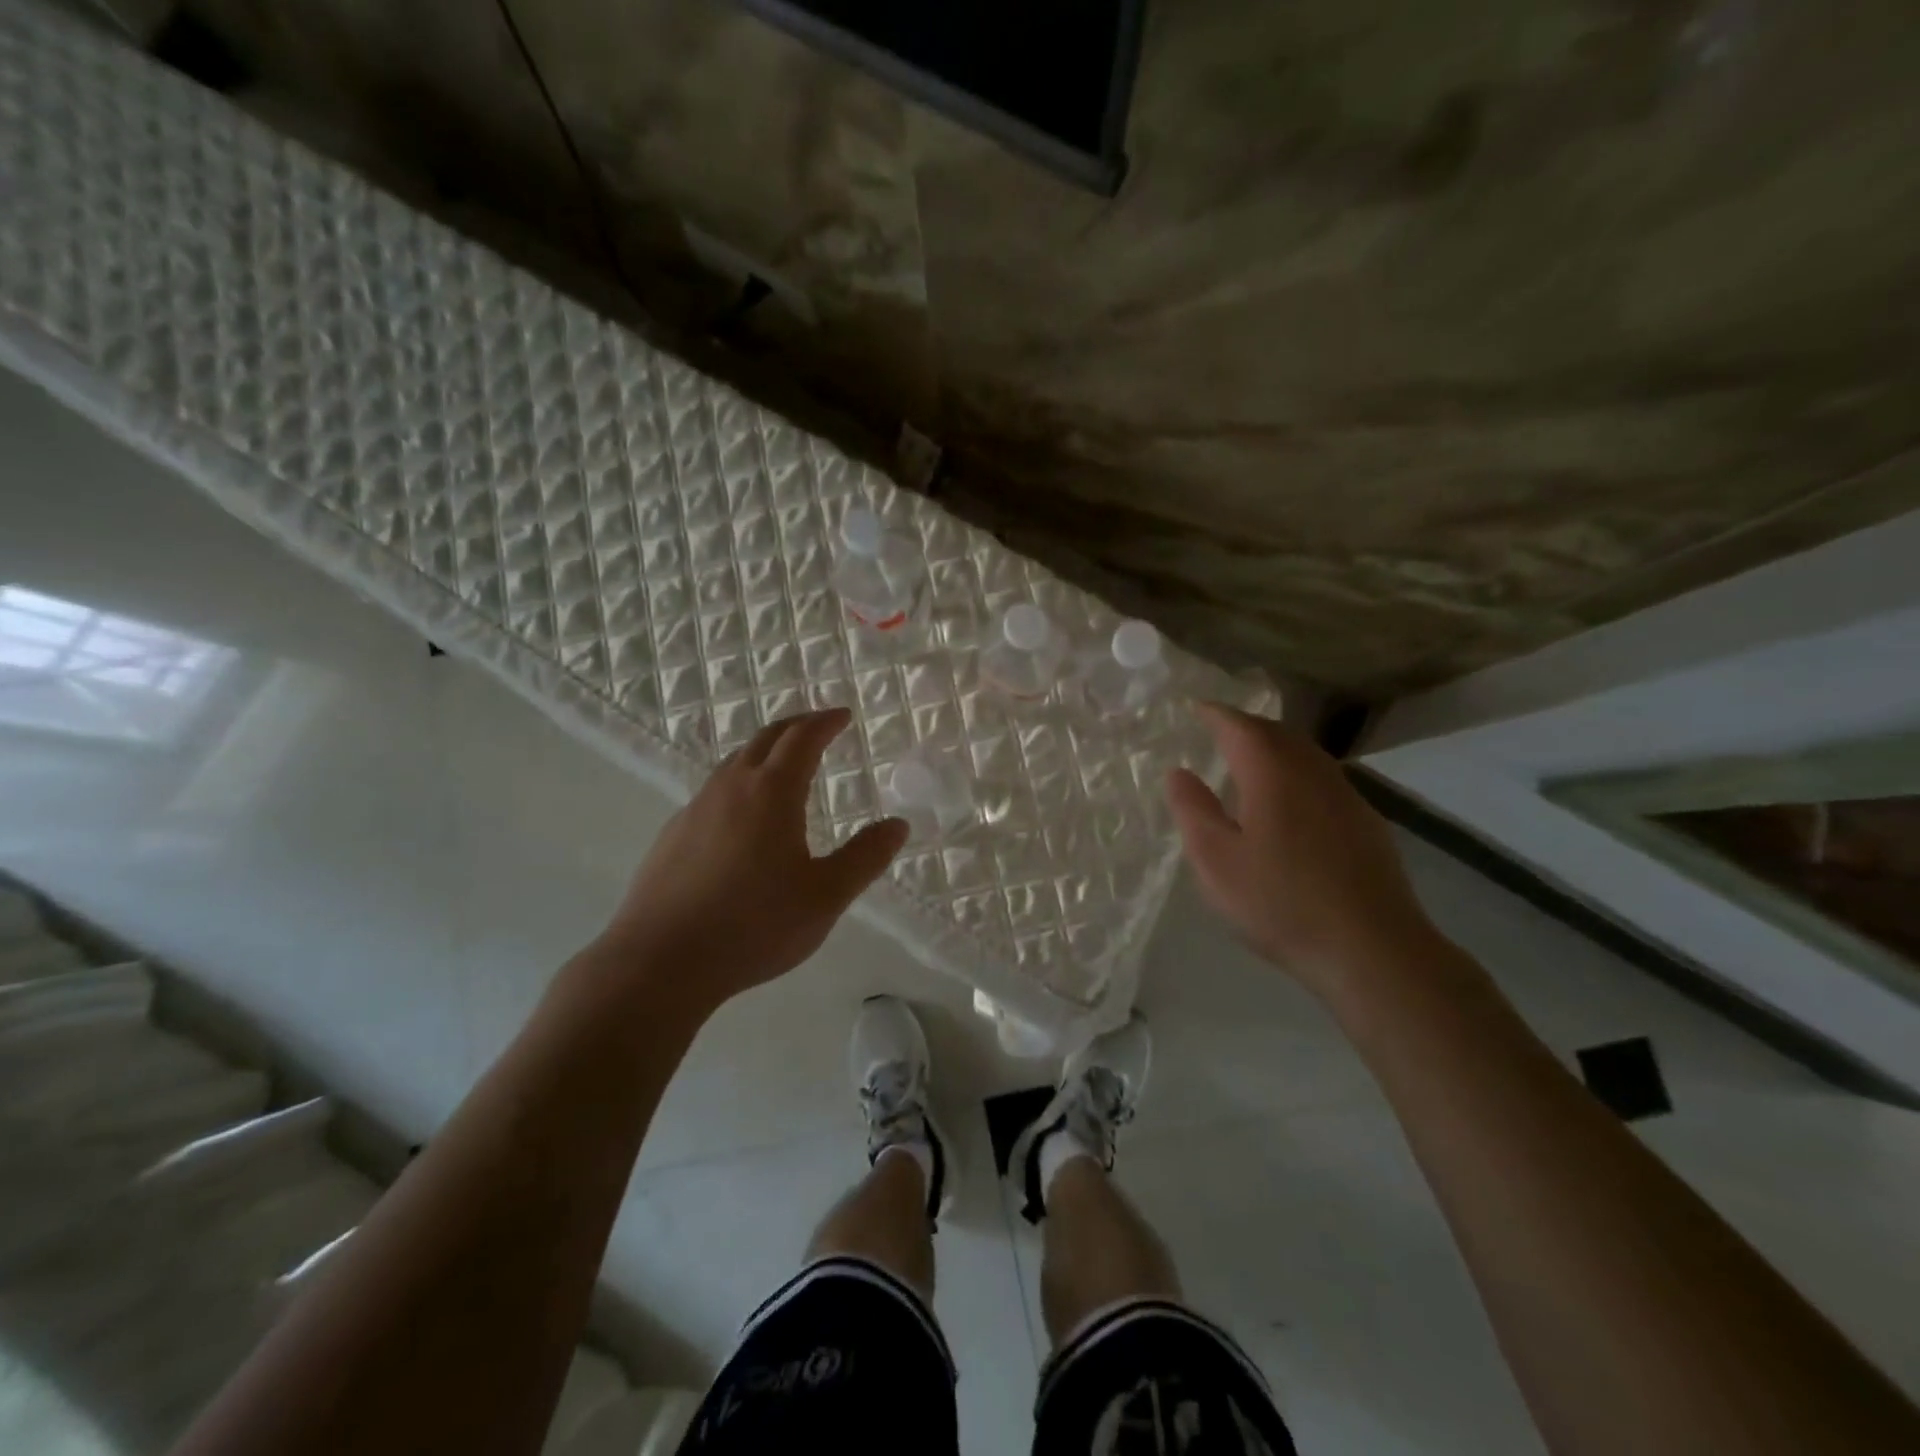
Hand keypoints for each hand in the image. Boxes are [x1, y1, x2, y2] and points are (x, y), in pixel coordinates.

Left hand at [595, 708, 908, 1011]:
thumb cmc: (754, 926)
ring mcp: (695, 809)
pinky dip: (739, 783)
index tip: (843, 715)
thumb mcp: (825, 896)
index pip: (802, 738)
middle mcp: (730, 788)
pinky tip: (742, 818)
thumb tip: (898, 825)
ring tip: (784, 766)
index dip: (825, 722)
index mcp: (771, 792)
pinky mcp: (672, 835)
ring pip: (734, 763)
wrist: (660, 961)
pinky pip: (714, 792)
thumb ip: (865, 857)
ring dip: (764, 752)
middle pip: (765, 738)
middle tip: (819, 726)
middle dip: (796, 726)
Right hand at [1166, 703, 1439, 994]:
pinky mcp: (1366, 823)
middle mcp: (1313, 773)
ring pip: (1305, 754)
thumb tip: (1179, 772)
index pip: (1240, 726)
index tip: (1196, 708)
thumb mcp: (1216, 861)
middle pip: (1277, 733)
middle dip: (1245, 726)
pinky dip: (1297, 771)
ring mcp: (1346, 796)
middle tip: (1218, 730)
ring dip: (1275, 747)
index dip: (1216, 714)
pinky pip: (1323, 778)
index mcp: (1272, 774)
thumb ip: (1193, 811)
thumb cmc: (1281, 902)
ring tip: (1249, 759)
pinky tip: (1289, 801)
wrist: (1372, 948)